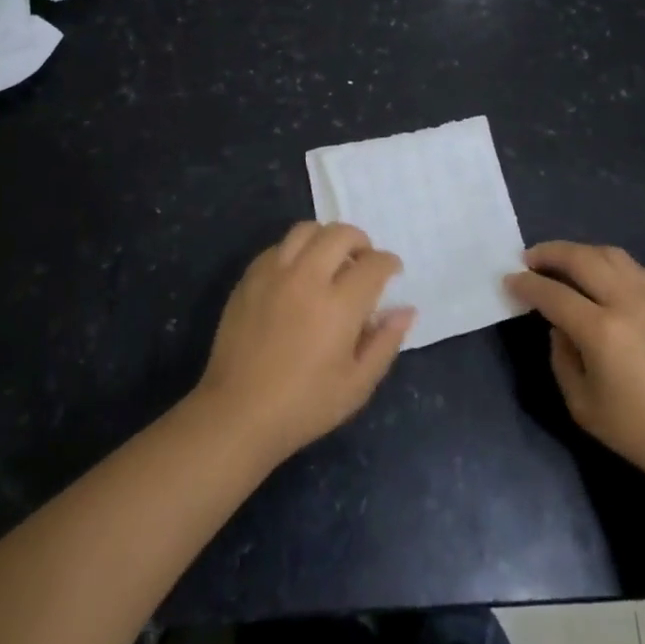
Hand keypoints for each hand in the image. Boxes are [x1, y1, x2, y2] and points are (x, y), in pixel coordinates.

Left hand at [195, 222, 414, 465]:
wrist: (238, 414)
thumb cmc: (305, 405)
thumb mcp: (357, 385)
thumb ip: (385, 342)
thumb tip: (406, 309)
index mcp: (339, 305)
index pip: (374, 264)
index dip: (389, 263)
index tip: (392, 271)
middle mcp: (307, 278)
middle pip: (340, 233)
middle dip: (361, 241)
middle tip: (364, 261)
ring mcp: (273, 274)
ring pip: (306, 229)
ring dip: (326, 238)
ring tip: (331, 260)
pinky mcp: (249, 278)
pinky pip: (277, 246)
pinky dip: (296, 250)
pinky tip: (299, 275)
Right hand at [507, 241, 644, 478]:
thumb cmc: (637, 431)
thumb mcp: (582, 405)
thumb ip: (561, 357)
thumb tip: (559, 327)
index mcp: (601, 331)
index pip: (553, 293)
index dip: (526, 284)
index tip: (509, 280)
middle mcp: (626, 303)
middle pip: (581, 258)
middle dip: (549, 253)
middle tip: (529, 259)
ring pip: (610, 254)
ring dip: (580, 252)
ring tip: (564, 262)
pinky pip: (636, 268)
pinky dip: (613, 264)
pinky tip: (605, 278)